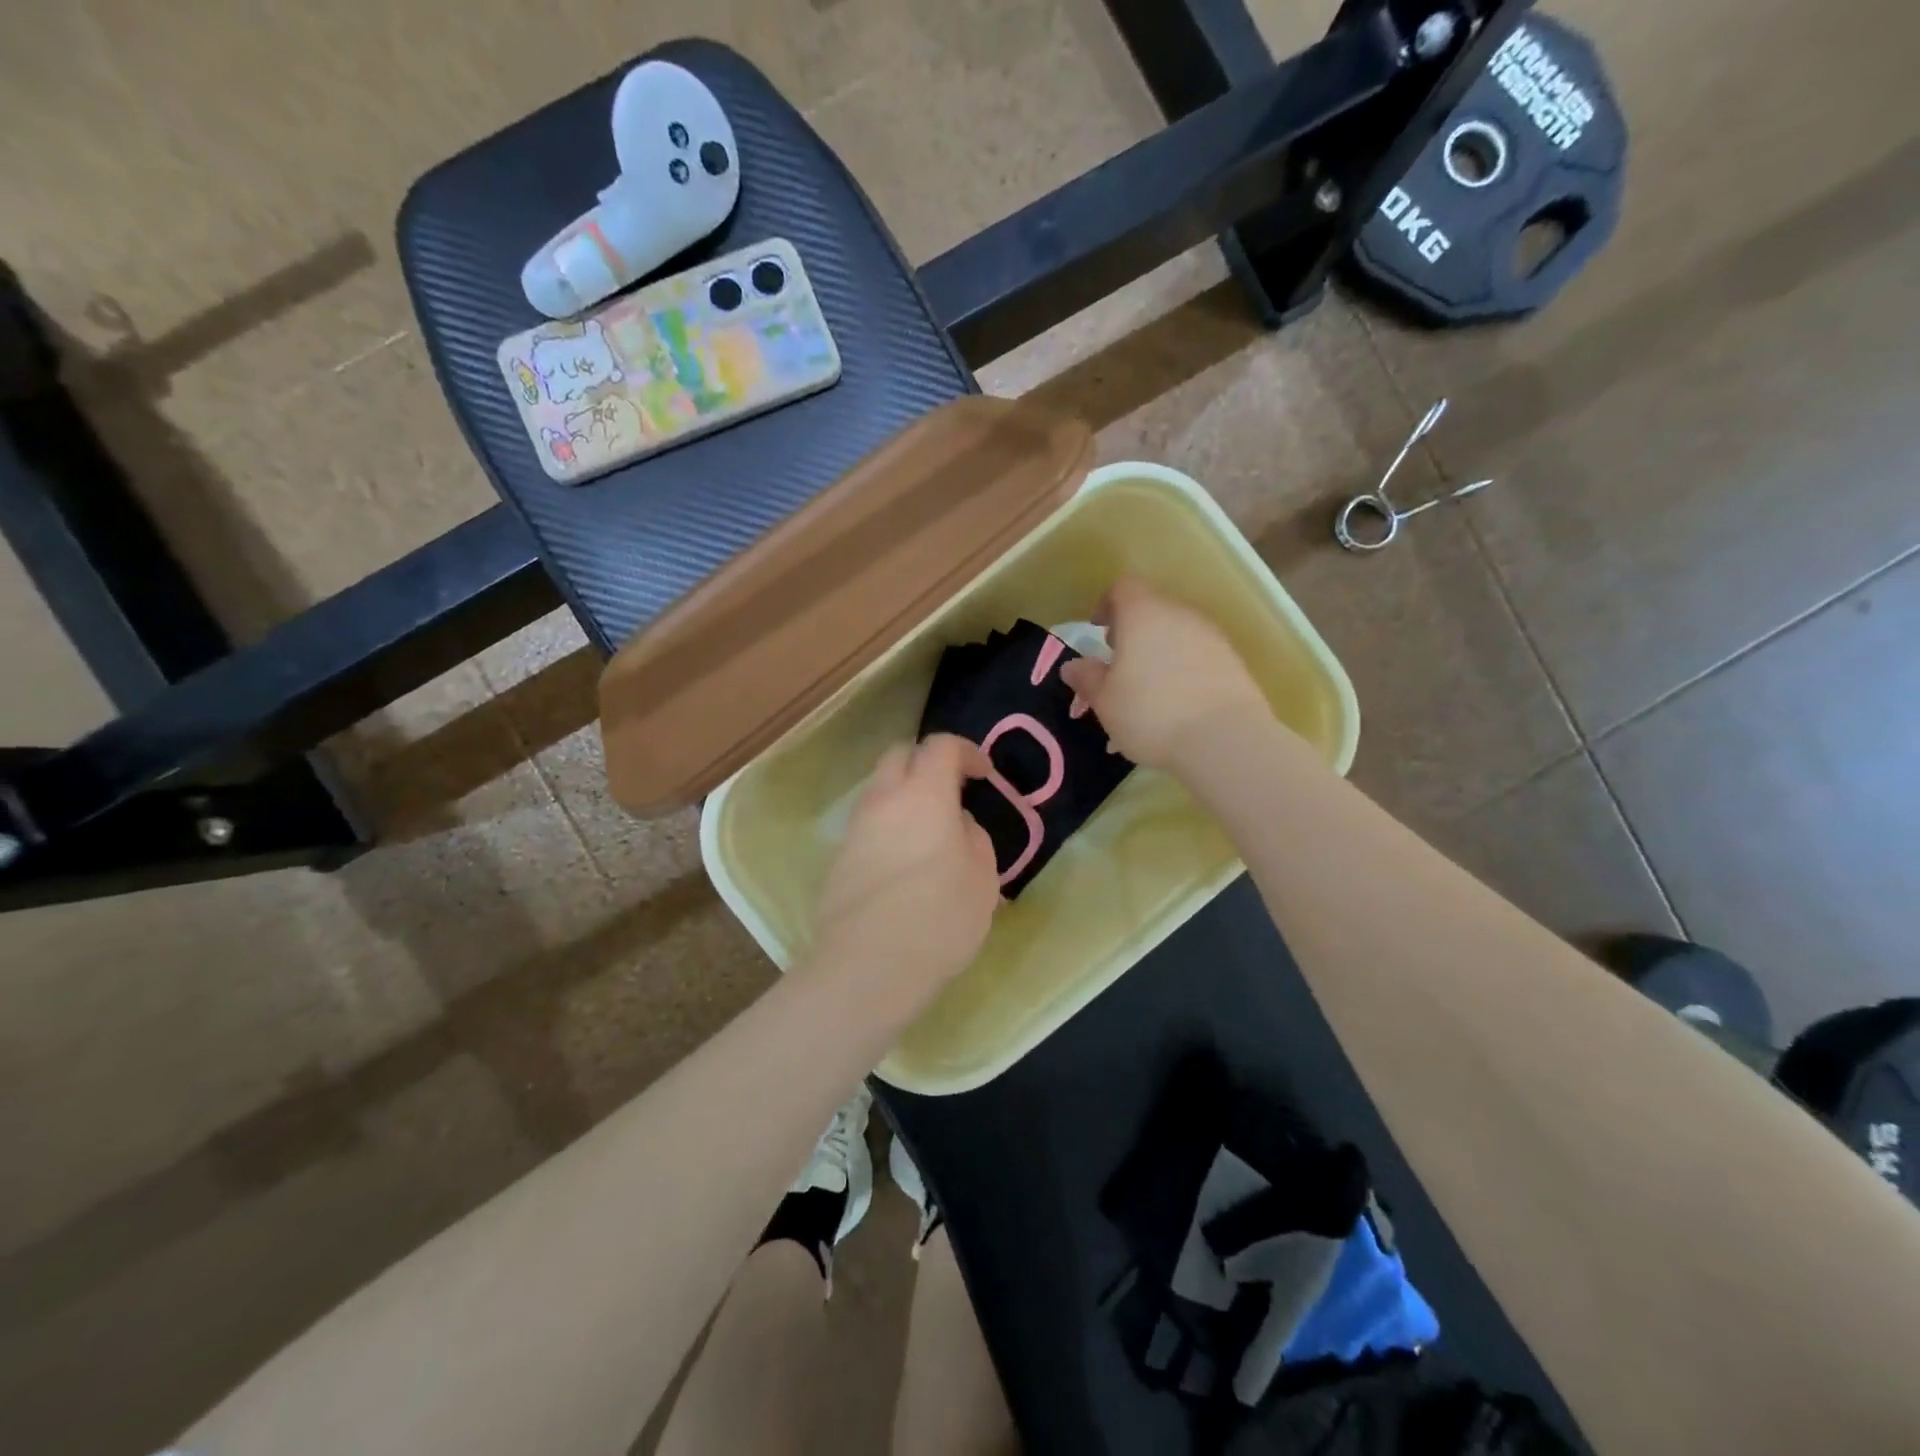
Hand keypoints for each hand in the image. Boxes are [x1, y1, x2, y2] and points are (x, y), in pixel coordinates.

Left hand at [811, 734, 1000, 990]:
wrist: (868, 965)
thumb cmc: (939, 917)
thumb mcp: (982, 878)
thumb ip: (973, 837)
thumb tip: (956, 824)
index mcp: (924, 794)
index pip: (941, 746)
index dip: (966, 752)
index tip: (984, 775)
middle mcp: (884, 799)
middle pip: (900, 754)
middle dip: (927, 761)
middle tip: (951, 790)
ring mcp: (856, 827)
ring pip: (879, 789)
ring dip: (904, 794)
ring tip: (928, 829)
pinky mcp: (839, 857)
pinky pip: (867, 824)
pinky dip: (888, 825)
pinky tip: (904, 862)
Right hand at [1060, 577, 1269, 771]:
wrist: (1224, 741)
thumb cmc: (1151, 714)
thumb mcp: (1105, 701)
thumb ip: (1087, 678)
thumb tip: (1073, 666)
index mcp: (1143, 614)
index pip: (1124, 587)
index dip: (1107, 604)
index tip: (1098, 631)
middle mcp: (1180, 615)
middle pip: (1153, 609)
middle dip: (1133, 632)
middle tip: (1119, 664)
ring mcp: (1212, 636)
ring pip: (1177, 634)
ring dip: (1159, 652)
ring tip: (1148, 690)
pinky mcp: (1234, 661)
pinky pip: (1199, 655)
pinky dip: (1184, 669)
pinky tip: (1177, 704)